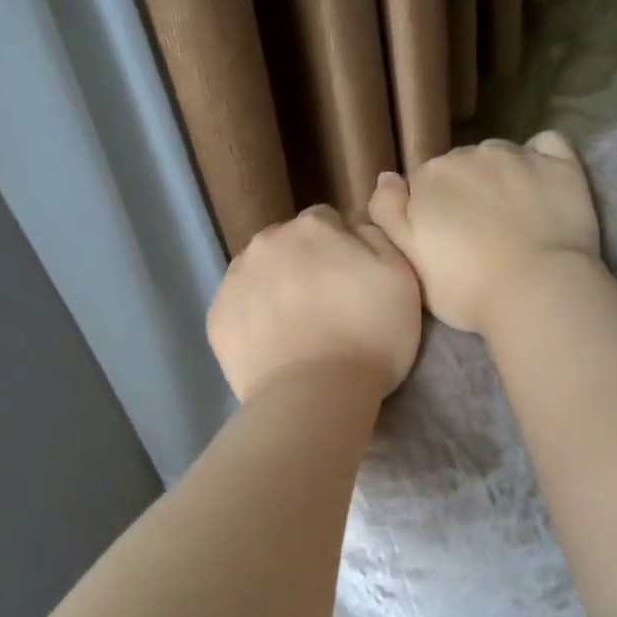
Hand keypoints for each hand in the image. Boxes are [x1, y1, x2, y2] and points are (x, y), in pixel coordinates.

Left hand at [207, 205, 423, 402]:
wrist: (314, 395)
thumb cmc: (369, 336)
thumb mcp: (401, 277)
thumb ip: (377, 238)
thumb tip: (355, 226)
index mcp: (312, 228)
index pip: (326, 221)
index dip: (340, 247)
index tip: (351, 279)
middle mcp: (266, 242)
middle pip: (287, 243)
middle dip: (303, 263)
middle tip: (325, 305)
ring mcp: (234, 279)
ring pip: (258, 273)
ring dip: (275, 288)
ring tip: (296, 328)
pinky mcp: (216, 317)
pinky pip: (238, 307)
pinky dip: (252, 318)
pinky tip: (272, 345)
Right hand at [368, 132, 600, 334]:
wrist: (536, 291)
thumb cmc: (465, 287)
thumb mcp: (407, 259)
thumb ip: (388, 213)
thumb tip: (386, 177)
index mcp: (429, 177)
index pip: (422, 185)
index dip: (431, 213)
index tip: (444, 243)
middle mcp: (470, 154)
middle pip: (460, 167)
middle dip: (465, 193)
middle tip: (478, 236)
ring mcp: (518, 155)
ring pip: (499, 155)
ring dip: (499, 177)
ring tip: (512, 217)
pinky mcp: (560, 164)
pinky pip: (547, 145)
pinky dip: (541, 157)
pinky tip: (542, 183)